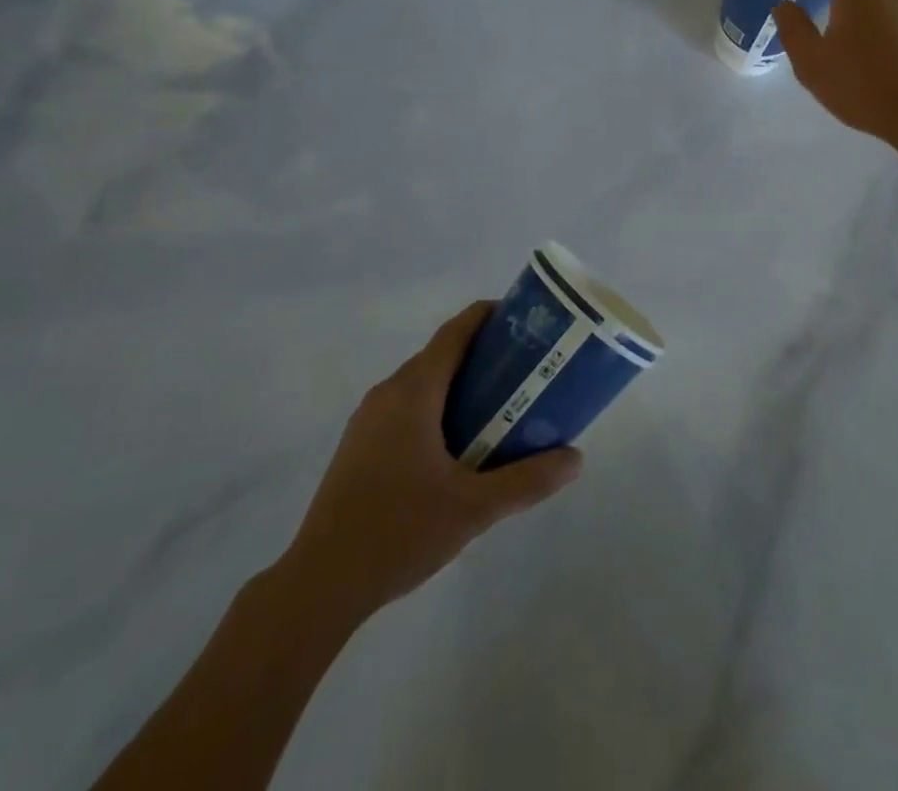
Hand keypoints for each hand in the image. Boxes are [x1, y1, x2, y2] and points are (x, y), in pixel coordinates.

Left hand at [283, 301, 581, 623]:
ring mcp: (368, 419)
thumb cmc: (399, 531)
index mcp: (413, 391)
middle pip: (440, 355)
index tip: (522, 319)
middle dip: (481, 355)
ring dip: (458, 385)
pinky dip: (436, 408)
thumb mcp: (473, 508)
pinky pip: (405, 408)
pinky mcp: (359, 445)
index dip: (486, 316)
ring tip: (498, 408)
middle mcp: (388, 393)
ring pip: (421, 384)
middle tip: (524, 370)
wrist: (321, 582)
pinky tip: (456, 447)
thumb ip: (527, 480)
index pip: (454, 332)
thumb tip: (576, 459)